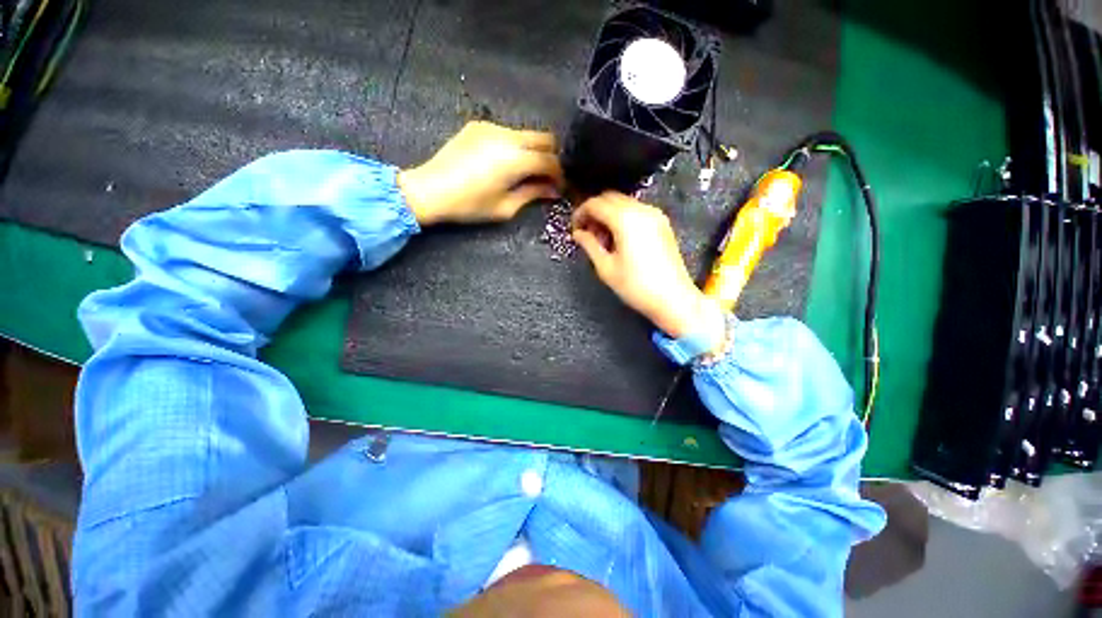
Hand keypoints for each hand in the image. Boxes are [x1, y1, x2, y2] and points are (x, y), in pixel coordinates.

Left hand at [397, 121, 563, 225]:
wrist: (430, 189)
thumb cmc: (470, 205)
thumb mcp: (506, 207)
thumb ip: (533, 194)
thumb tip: (552, 190)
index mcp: (516, 159)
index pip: (551, 160)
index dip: (559, 175)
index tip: (557, 187)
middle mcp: (508, 136)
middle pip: (544, 138)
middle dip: (551, 157)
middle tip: (545, 177)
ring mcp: (492, 127)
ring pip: (526, 133)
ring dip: (532, 151)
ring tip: (524, 172)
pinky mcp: (478, 125)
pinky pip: (507, 132)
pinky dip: (514, 146)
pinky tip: (503, 163)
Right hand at [572, 192, 713, 338]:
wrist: (673, 298)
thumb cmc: (636, 286)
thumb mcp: (606, 267)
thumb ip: (589, 245)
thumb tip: (578, 234)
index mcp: (625, 219)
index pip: (595, 204)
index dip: (580, 213)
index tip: (574, 228)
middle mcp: (641, 210)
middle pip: (610, 198)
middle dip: (594, 211)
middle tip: (586, 232)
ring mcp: (654, 215)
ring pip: (623, 203)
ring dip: (608, 214)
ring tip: (602, 239)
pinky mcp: (662, 223)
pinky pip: (636, 211)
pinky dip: (622, 217)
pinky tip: (619, 238)